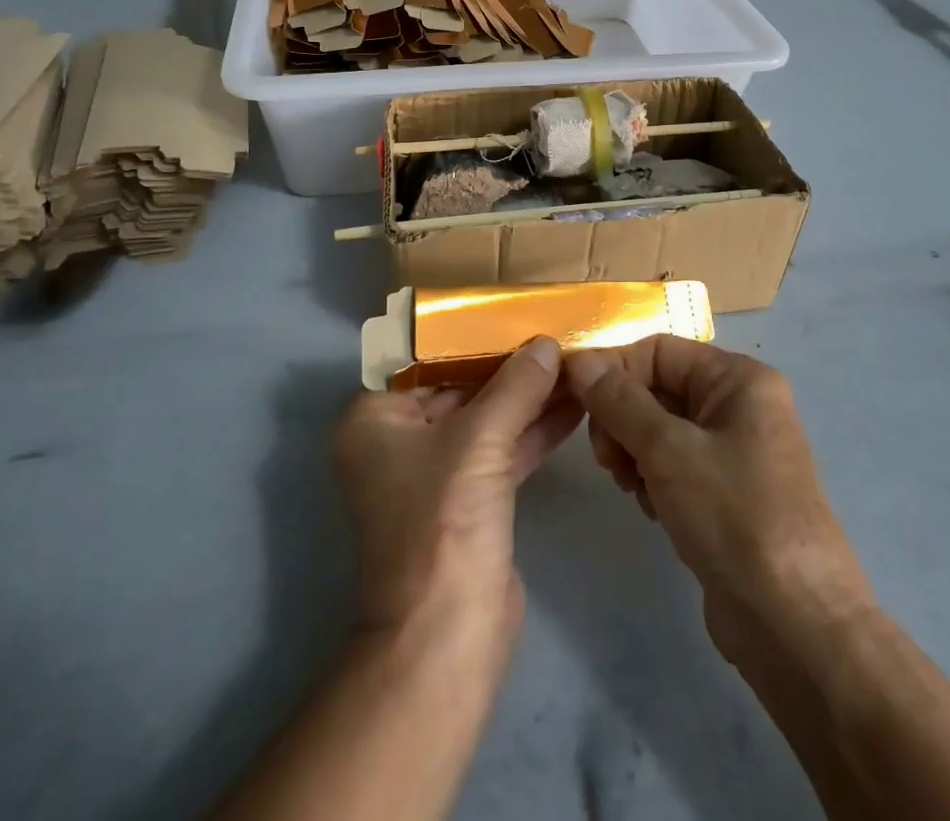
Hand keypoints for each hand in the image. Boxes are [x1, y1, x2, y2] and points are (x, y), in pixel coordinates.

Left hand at [333, 338, 582, 656]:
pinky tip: (574, 405)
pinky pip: (502, 450)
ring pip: (486, 419)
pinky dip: (534, 430)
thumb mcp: (478, 440)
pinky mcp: (471, 500)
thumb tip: (547, 343)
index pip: (423, 360)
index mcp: (375, 419)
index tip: (510, 310)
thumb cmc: (442, 522)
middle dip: (507, 366)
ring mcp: (437, 472)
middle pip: (459, 387)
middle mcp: (400, 440)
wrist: (446, 638)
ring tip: (574, 361)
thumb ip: (515, 386)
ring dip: (528, 396)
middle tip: (553, 332)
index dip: (467, 335)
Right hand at [566, 339, 874, 670]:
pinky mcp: (726, 492)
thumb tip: (578, 359)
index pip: (658, 350)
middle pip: (657, 387)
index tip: (576, 404)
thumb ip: (618, 400)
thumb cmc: (735, 518)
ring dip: (633, 450)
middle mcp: (740, 405)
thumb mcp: (668, 450)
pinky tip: (650, 507)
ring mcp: (735, 450)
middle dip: (622, 417)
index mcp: (739, 379)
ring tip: (629, 485)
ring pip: (660, 427)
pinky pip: (674, 463)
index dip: (614, 370)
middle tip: (606, 460)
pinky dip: (652, 477)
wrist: (797, 628)